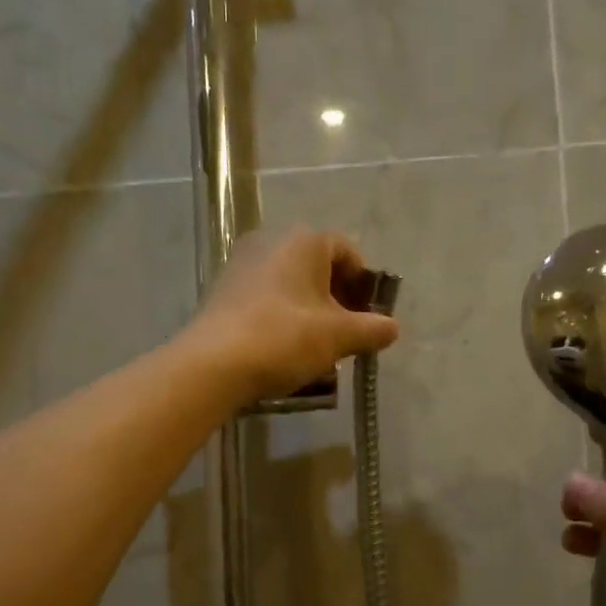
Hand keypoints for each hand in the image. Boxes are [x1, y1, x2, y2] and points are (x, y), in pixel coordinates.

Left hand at [186, 226, 399, 404]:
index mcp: (304, 241)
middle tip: (346, 335)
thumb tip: (392, 328)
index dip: (364, 284)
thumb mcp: (339, 337)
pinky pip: (265, 300)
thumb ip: (372, 329)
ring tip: (317, 349)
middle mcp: (271, 241)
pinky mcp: (223, 291)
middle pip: (317, 268)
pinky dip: (281, 319)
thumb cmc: (284, 339)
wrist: (213, 365)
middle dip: (336, 301)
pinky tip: (284, 351)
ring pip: (290, 286)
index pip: (347, 251)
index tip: (368, 316)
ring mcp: (242, 265)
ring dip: (309, 313)